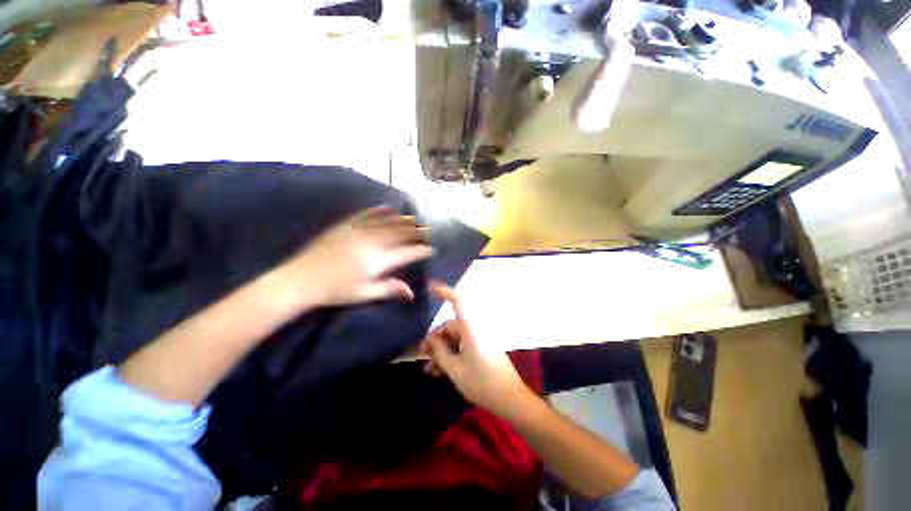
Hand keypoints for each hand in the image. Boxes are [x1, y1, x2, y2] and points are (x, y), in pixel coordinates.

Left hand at [280, 206, 432, 308]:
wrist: (301, 280)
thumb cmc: (335, 291)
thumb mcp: (365, 294)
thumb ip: (390, 289)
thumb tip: (412, 292)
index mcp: (377, 260)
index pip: (407, 253)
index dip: (421, 250)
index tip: (430, 249)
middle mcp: (371, 242)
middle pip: (400, 233)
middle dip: (417, 231)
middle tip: (427, 231)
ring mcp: (358, 231)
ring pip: (387, 221)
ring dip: (403, 219)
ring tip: (415, 219)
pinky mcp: (345, 225)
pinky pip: (366, 214)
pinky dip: (379, 210)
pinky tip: (389, 208)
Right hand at [419, 283, 535, 419]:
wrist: (509, 399)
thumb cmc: (481, 382)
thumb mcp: (454, 368)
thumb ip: (439, 351)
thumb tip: (430, 339)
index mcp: (470, 327)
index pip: (458, 301)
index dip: (444, 292)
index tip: (429, 289)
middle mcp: (475, 328)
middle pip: (450, 326)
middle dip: (435, 340)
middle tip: (422, 355)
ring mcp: (479, 338)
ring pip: (454, 338)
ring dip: (441, 351)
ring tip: (429, 369)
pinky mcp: (481, 348)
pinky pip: (462, 345)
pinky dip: (451, 355)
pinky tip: (440, 372)